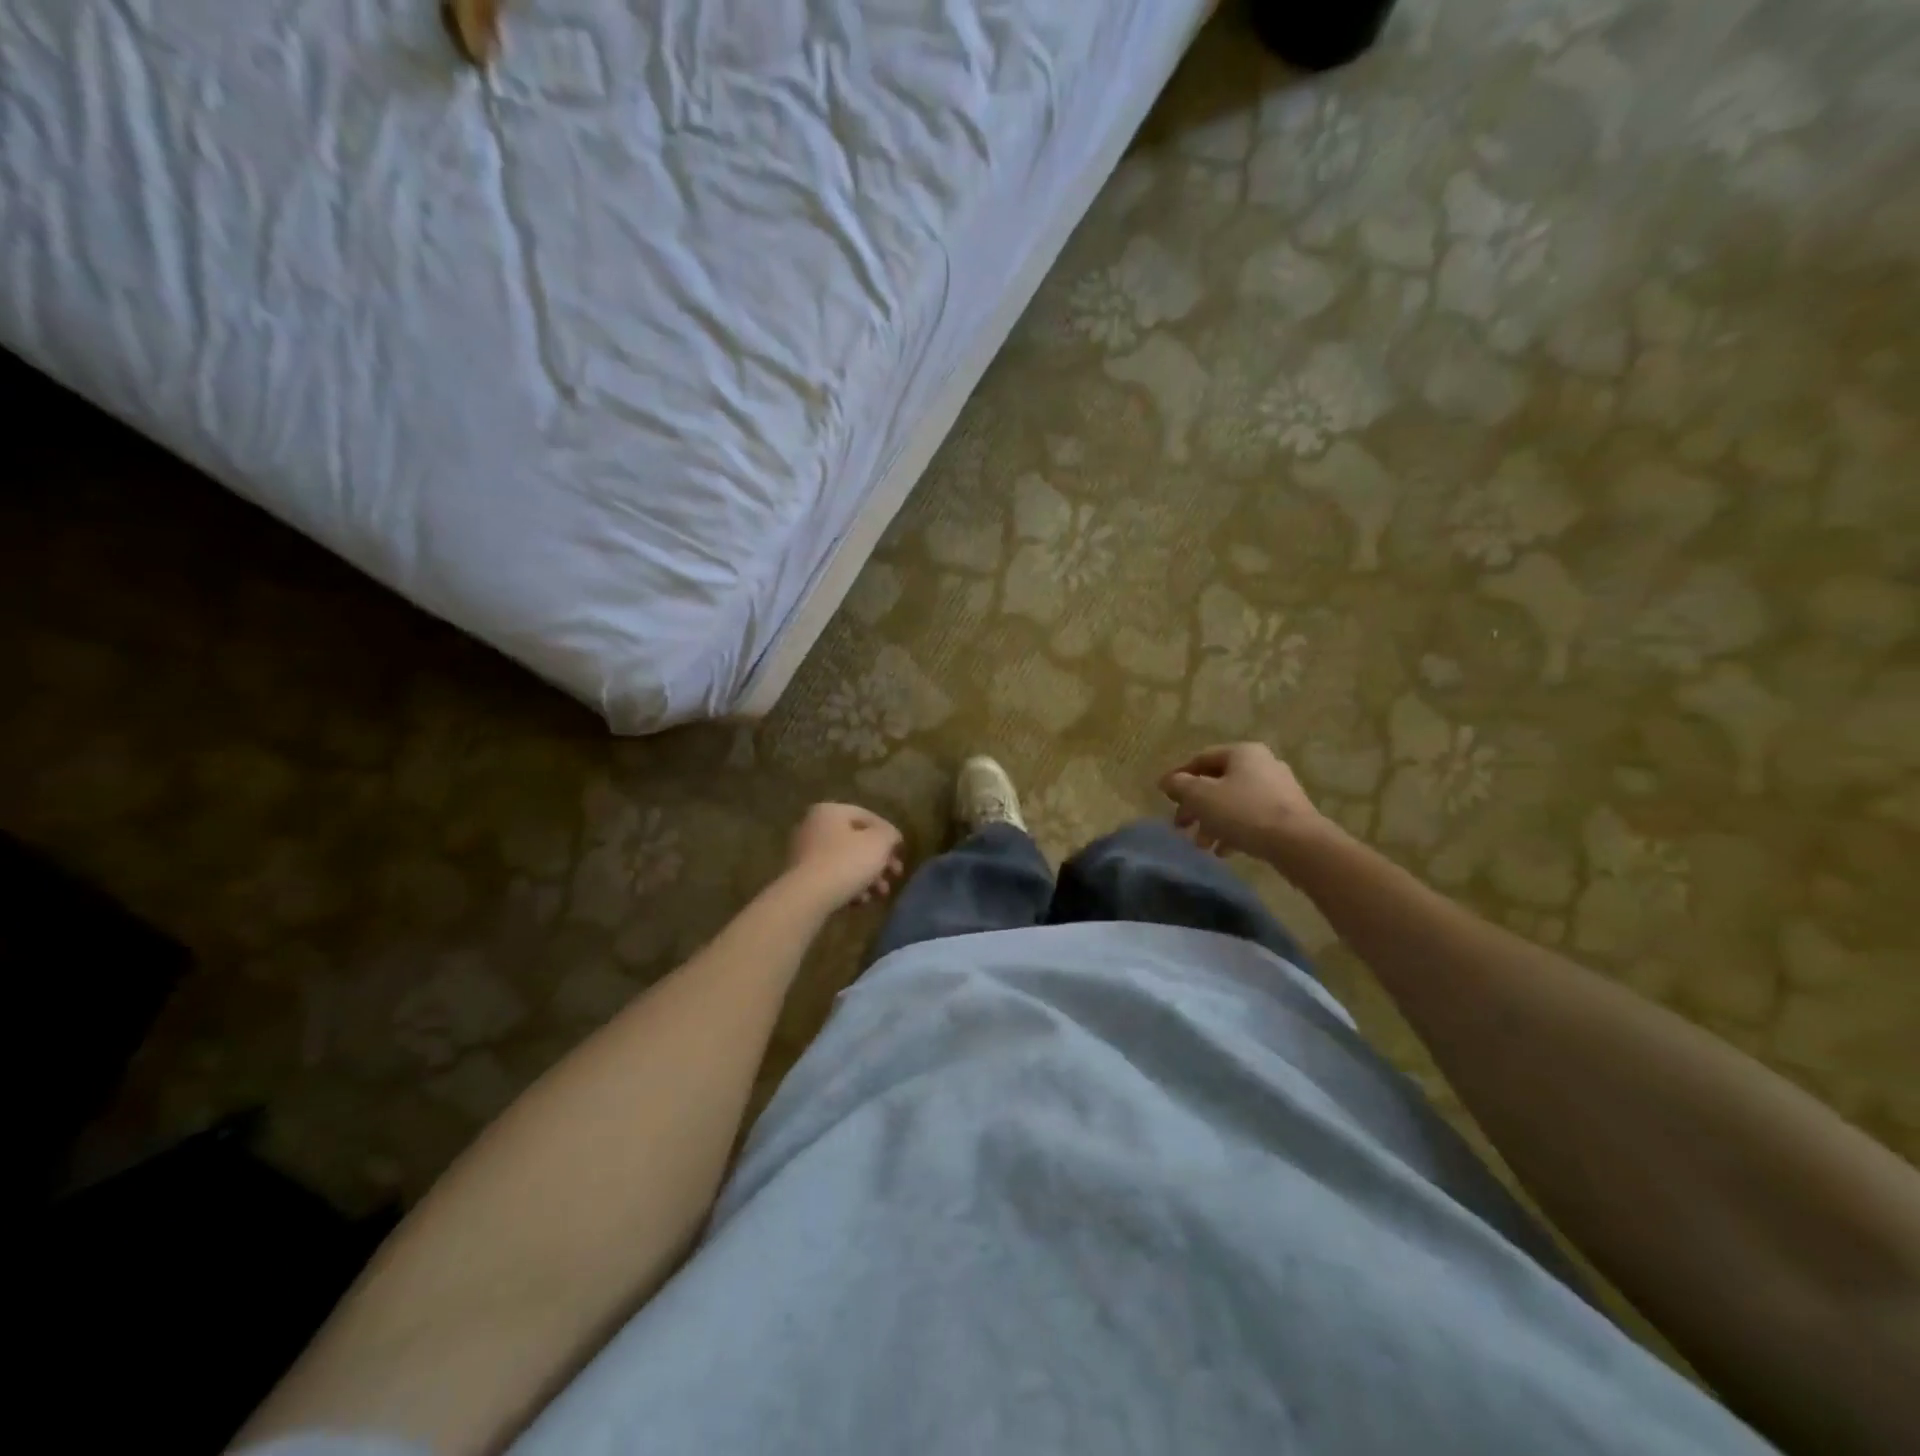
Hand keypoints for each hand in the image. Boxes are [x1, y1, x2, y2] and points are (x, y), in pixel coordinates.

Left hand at [784, 803, 904, 910]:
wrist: (807, 897)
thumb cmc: (847, 862)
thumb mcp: (879, 843)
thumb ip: (890, 834)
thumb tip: (891, 837)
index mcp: (830, 811)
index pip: (867, 816)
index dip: (888, 833)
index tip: (900, 852)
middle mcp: (813, 826)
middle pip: (856, 841)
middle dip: (879, 860)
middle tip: (895, 875)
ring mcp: (804, 852)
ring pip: (845, 861)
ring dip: (867, 877)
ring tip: (880, 894)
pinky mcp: (801, 877)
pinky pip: (831, 877)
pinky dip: (848, 886)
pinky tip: (860, 901)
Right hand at [1159, 743, 1335, 868]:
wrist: (1298, 843)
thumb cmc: (1244, 812)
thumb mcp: (1201, 797)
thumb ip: (1180, 786)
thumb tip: (1168, 781)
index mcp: (1242, 752)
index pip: (1201, 759)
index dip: (1179, 777)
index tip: (1164, 797)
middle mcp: (1262, 764)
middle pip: (1217, 783)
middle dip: (1195, 806)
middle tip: (1180, 825)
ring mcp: (1278, 790)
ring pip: (1233, 802)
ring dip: (1212, 822)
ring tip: (1201, 845)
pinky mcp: (1288, 814)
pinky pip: (1252, 818)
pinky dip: (1233, 830)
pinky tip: (1224, 851)